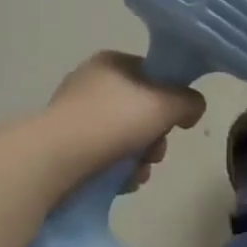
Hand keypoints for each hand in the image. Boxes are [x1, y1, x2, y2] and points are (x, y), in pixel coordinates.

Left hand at [41, 51, 205, 192]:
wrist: (53, 160)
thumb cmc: (113, 121)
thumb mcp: (166, 104)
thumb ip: (189, 102)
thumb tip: (193, 108)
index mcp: (111, 63)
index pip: (153, 74)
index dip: (170, 97)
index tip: (176, 121)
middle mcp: (90, 84)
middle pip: (140, 109)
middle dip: (155, 136)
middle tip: (156, 152)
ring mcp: (73, 116)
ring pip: (123, 136)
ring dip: (139, 157)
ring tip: (138, 174)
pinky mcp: (62, 148)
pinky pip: (102, 156)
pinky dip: (117, 170)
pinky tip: (122, 183)